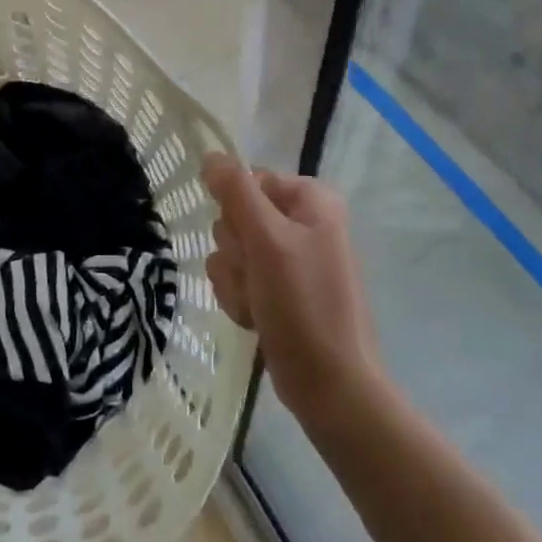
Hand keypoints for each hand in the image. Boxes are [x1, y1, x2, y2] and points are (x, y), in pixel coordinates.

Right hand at [202, 155, 382, 427]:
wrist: (330, 386)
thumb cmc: (304, 306)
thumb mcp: (269, 241)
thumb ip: (237, 192)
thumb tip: (211, 155)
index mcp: (310, 199)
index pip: (246, 181)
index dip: (238, 212)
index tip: (252, 242)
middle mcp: (300, 221)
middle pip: (234, 216)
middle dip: (237, 253)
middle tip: (260, 277)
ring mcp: (287, 257)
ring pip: (228, 251)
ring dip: (236, 281)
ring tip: (262, 305)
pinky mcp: (275, 288)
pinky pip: (235, 279)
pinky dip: (241, 300)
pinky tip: (258, 319)